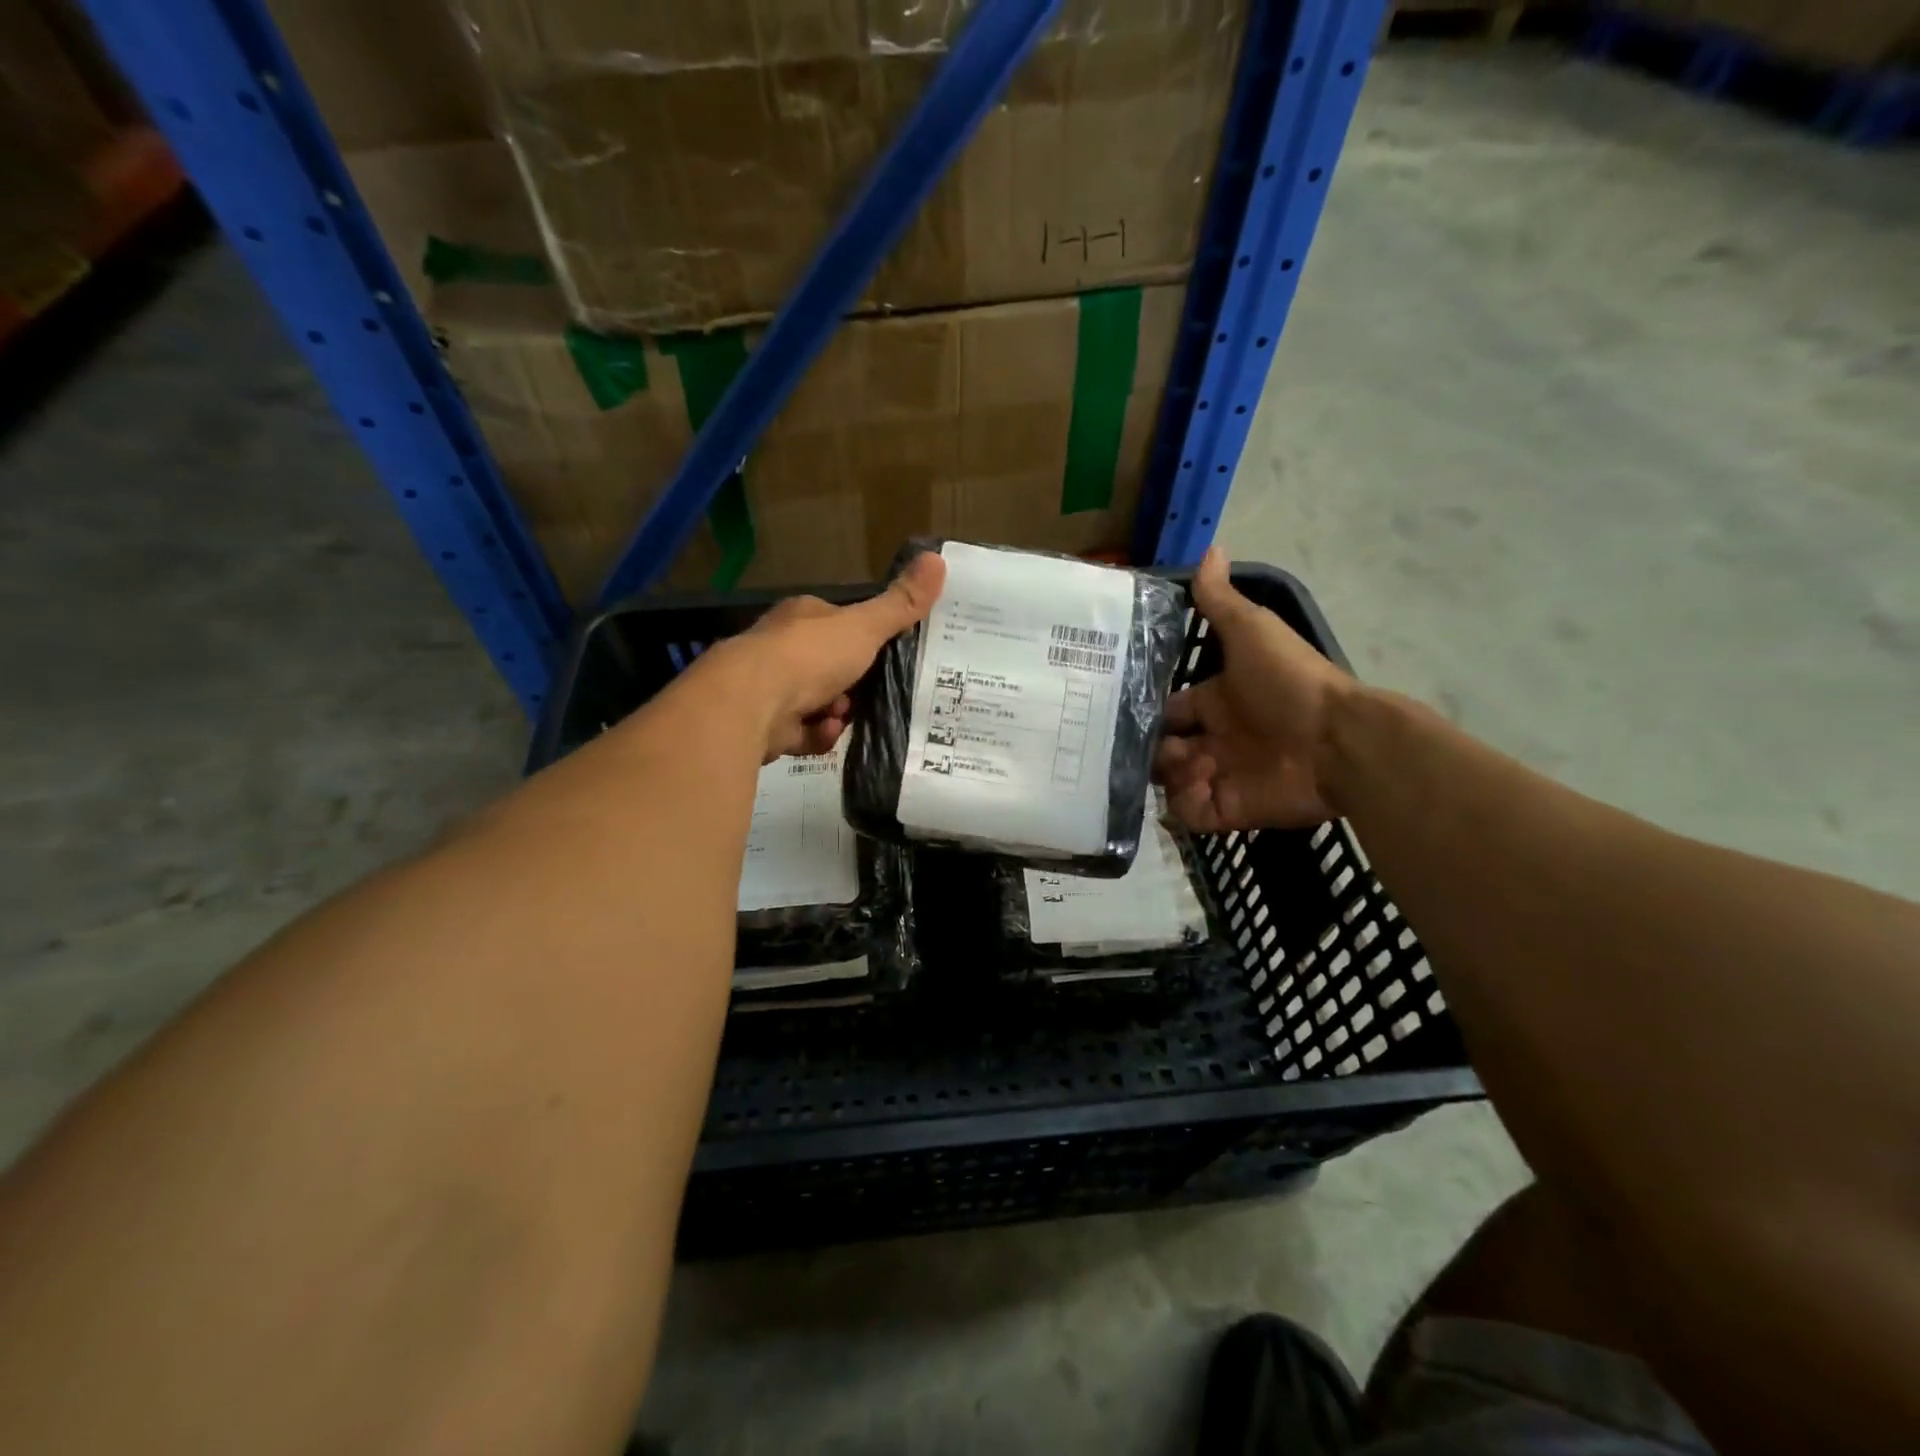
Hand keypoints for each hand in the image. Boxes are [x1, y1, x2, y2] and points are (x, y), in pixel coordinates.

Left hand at [712, 552, 946, 760]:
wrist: (751, 703)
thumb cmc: (810, 656)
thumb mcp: (865, 627)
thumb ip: (901, 604)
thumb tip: (939, 559)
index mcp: (803, 617)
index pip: (839, 623)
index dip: (864, 640)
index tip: (887, 657)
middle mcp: (782, 649)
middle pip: (830, 667)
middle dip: (853, 685)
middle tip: (871, 694)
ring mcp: (771, 688)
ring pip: (819, 704)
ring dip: (837, 714)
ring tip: (842, 717)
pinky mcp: (766, 725)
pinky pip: (804, 733)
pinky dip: (817, 735)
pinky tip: (822, 733)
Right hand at [1155, 548, 1353, 830]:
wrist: (1338, 741)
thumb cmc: (1290, 683)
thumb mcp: (1252, 632)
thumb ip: (1221, 600)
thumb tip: (1210, 547)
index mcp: (1217, 700)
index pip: (1170, 710)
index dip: (1148, 711)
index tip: (1121, 713)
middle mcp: (1216, 738)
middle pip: (1164, 748)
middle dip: (1152, 749)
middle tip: (1158, 746)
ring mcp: (1221, 774)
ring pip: (1171, 781)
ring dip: (1169, 775)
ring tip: (1190, 766)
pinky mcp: (1229, 808)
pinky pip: (1189, 813)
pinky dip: (1184, 806)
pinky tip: (1198, 789)